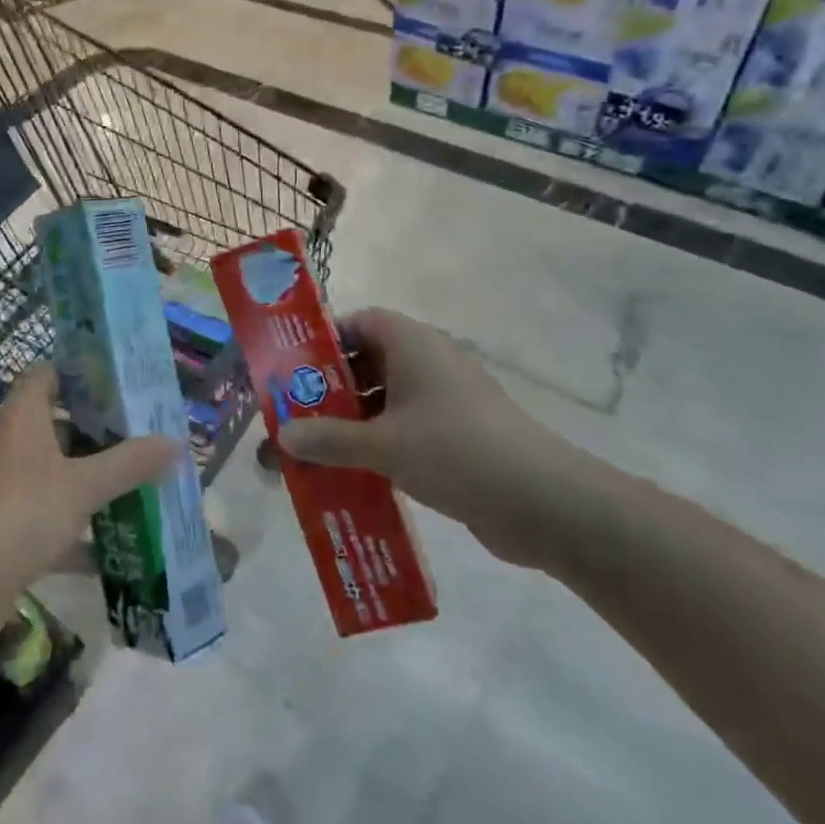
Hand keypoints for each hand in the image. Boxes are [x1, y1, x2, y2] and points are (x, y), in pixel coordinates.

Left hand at [0, 364, 180, 654]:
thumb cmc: (14, 516)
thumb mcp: (80, 486)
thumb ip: (129, 464)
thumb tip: (175, 441)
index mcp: (21, 417)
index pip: (50, 374)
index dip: (85, 373)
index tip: (127, 383)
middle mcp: (9, 445)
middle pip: (59, 426)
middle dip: (103, 433)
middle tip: (150, 437)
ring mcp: (2, 490)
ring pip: (57, 476)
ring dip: (94, 483)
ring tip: (145, 485)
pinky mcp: (2, 533)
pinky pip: (49, 522)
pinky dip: (79, 533)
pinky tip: (118, 549)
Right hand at [277, 308, 603, 568]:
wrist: (542, 501)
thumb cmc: (455, 450)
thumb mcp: (382, 444)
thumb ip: (329, 438)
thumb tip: (282, 435)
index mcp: (412, 345)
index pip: (361, 322)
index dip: (326, 339)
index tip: (293, 367)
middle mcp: (428, 364)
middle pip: (368, 362)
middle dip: (331, 387)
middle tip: (293, 412)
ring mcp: (444, 402)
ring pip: (385, 401)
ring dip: (351, 421)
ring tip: (313, 448)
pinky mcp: (454, 437)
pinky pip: (403, 430)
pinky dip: (377, 445)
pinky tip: (350, 473)